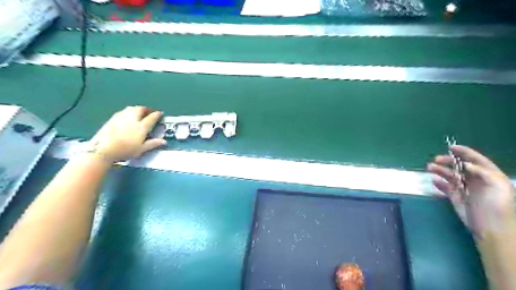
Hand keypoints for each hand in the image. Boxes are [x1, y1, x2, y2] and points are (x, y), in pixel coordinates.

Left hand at [89, 106, 165, 162]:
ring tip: (139, 112)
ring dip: (137, 109)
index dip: (157, 114)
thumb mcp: (141, 149)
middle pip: (141, 109)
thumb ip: (153, 143)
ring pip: (131, 108)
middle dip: (147, 109)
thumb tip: (164, 141)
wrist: (103, 148)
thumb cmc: (125, 150)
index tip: (160, 113)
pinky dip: (128, 111)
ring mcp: (121, 117)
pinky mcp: (112, 118)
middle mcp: (133, 119)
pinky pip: (123, 111)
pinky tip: (128, 116)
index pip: (152, 117)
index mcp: (142, 126)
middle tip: (150, 112)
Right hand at [428, 145, 515, 236]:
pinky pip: (446, 187)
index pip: (476, 160)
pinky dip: (439, 183)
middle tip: (436, 160)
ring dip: (440, 171)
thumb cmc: (497, 206)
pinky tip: (434, 181)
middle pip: (460, 166)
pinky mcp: (456, 197)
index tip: (451, 147)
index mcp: (489, 176)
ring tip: (430, 168)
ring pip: (450, 175)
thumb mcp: (497, 186)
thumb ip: (483, 172)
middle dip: (448, 161)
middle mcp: (477, 180)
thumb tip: (465, 164)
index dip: (465, 152)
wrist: (491, 229)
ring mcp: (466, 189)